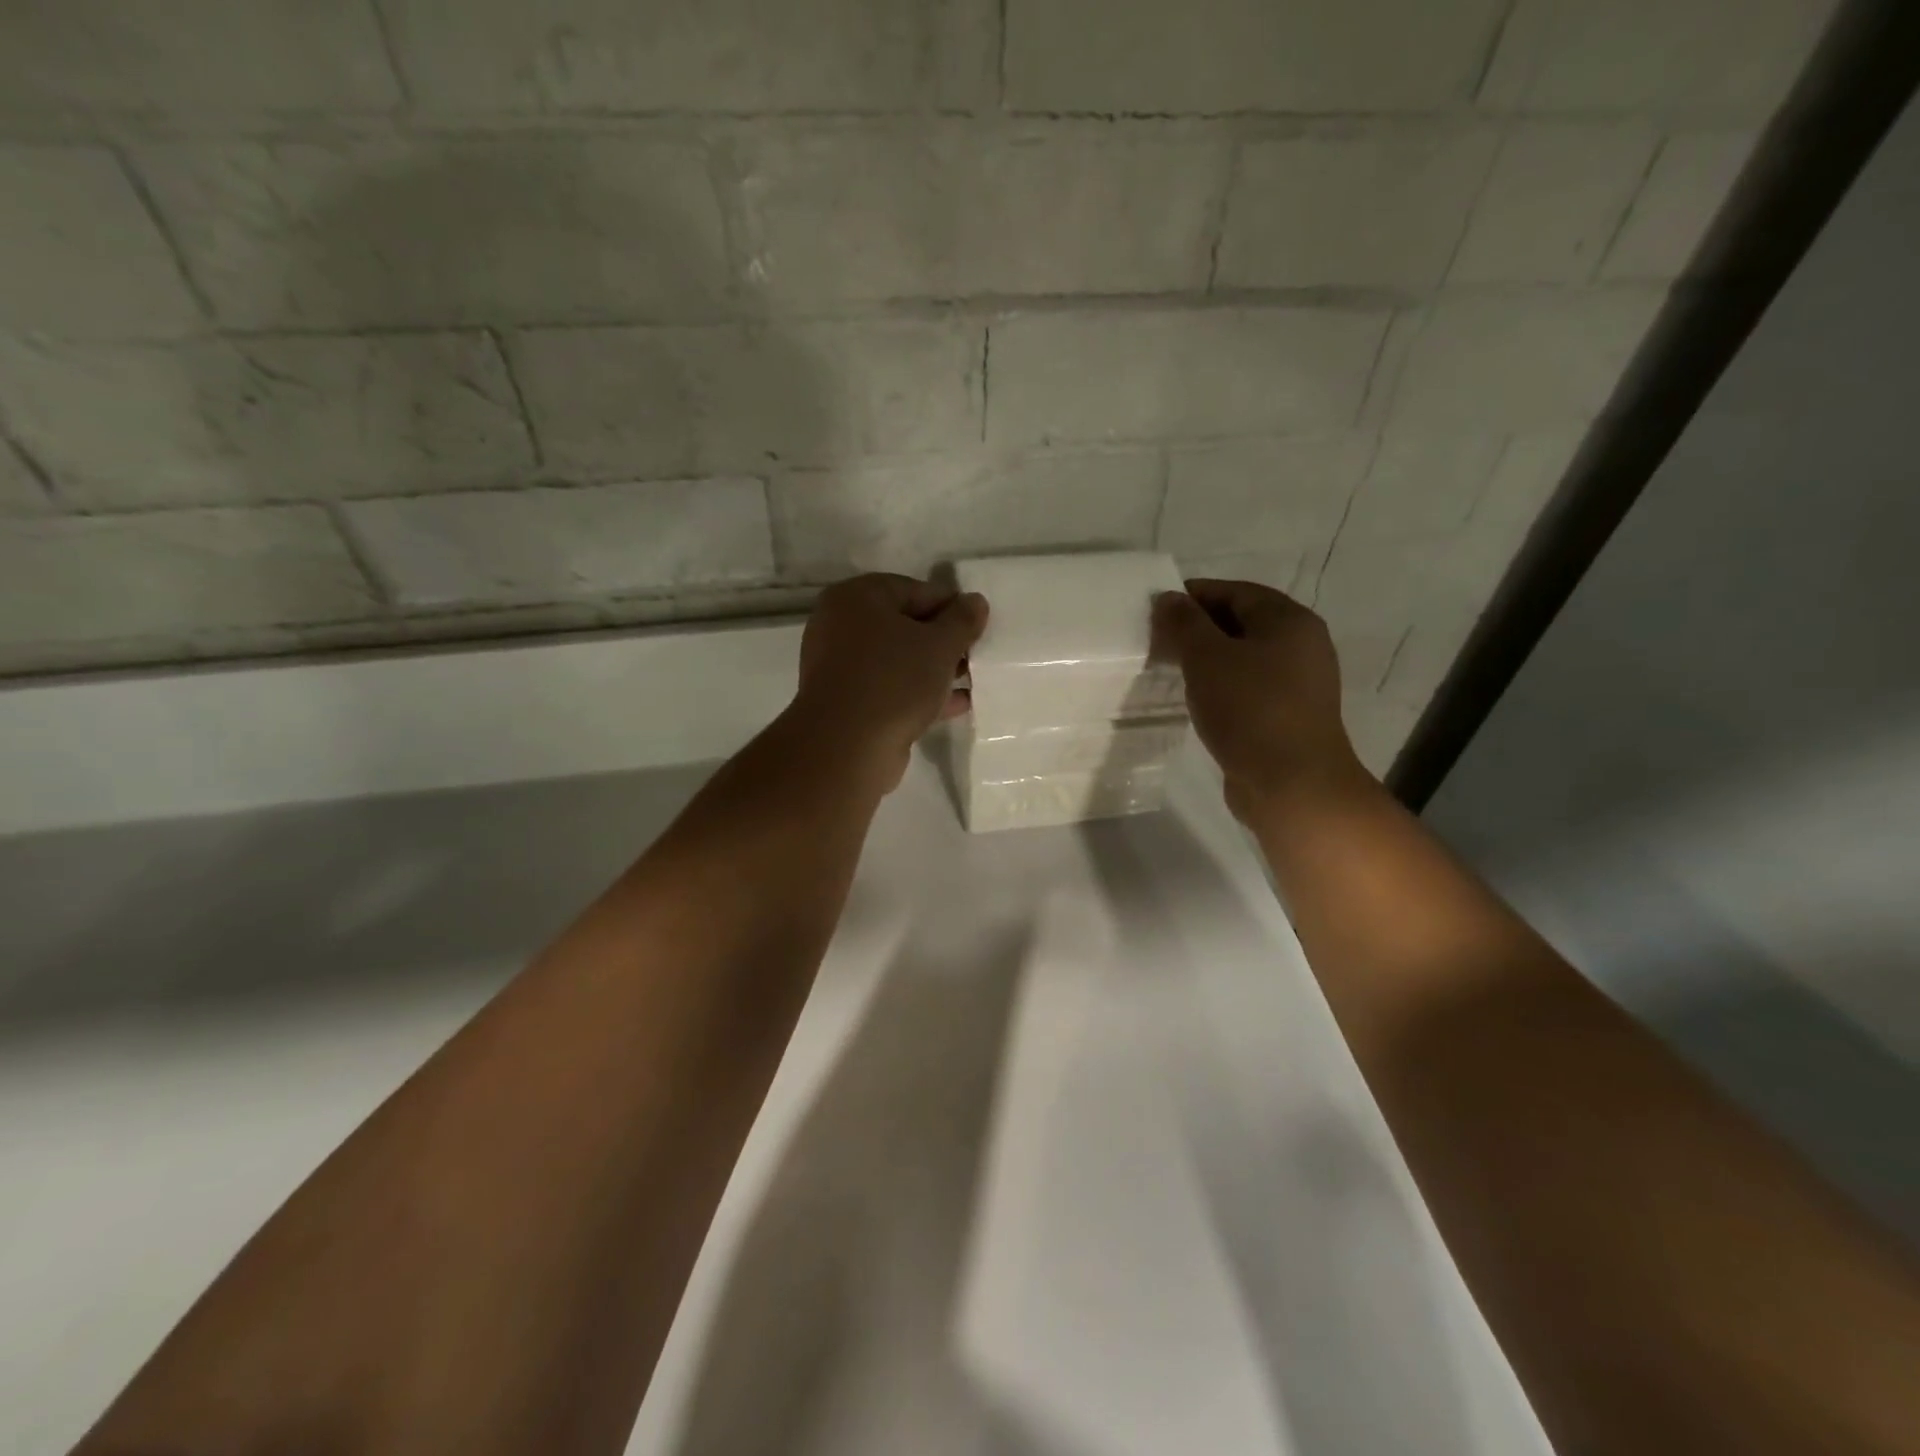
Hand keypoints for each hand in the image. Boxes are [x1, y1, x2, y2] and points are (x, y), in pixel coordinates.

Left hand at [789, 573, 989, 790]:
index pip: (916, 590)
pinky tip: (956, 704)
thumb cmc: (894, 680)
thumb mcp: (940, 645)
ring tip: (972, 680)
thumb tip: (976, 601)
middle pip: (905, 626)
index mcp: (857, 597)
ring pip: (898, 660)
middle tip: (976, 656)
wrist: (847, 747)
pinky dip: (920, 693)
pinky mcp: (847, 702)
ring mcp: (841, 666)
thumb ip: (962, 620)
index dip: (953, 607)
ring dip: (934, 670)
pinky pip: (890, 688)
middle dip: (943, 642)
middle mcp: (841, 626)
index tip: (980, 628)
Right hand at [1153, 579, 1364, 818]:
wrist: (1292, 784)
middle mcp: (1302, 646)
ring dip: (1209, 660)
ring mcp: (1300, 684)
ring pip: (1245, 658)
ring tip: (1171, 671)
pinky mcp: (1289, 716)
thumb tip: (1168, 598)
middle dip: (1199, 629)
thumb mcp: (1207, 658)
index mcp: (1290, 621)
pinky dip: (1222, 686)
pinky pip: (1249, 688)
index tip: (1156, 610)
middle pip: (1242, 623)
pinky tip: (1198, 701)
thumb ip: (1184, 623)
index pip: (1236, 592)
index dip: (1194, 595)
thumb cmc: (1250, 709)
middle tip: (1158, 642)